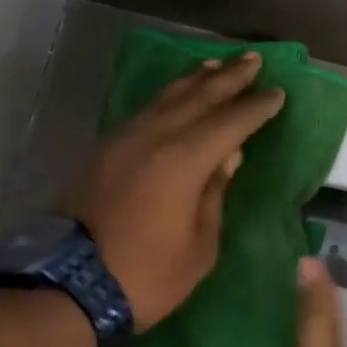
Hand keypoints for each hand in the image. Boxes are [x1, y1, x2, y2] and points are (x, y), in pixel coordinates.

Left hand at [67, 52, 284, 329]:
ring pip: (166, 98)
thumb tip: (228, 157)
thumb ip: (215, 195)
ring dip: (194, 79)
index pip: (229, 123)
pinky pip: (145, 111)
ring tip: (216, 65)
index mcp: (182, 161)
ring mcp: (123, 141)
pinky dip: (167, 97)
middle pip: (197, 97)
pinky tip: (175, 97)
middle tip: (254, 60)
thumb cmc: (146, 275)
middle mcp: (153, 138)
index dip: (255, 108)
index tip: (277, 93)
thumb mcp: (199, 247)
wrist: (70, 286)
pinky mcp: (104, 151)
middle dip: (229, 78)